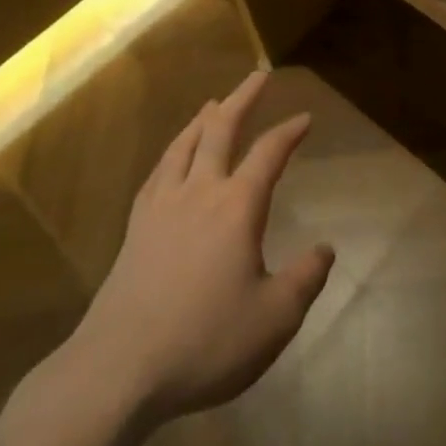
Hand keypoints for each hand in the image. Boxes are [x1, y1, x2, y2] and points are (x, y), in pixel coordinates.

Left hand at [60, 71, 334, 427]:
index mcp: (237, 206)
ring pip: (184, 144)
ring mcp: (162, 206)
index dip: (289, 131)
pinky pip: (157, 172)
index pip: (269, 153)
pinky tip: (172, 157)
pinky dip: (172, 152)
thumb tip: (326, 249)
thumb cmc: (205, 341)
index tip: (305, 118)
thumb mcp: (273, 319)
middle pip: (221, 129)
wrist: (119, 369)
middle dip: (243, 99)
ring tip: (214, 102)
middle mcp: (200, 191)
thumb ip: (305, 279)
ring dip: (204, 118)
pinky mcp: (136, 227)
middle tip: (258, 76)